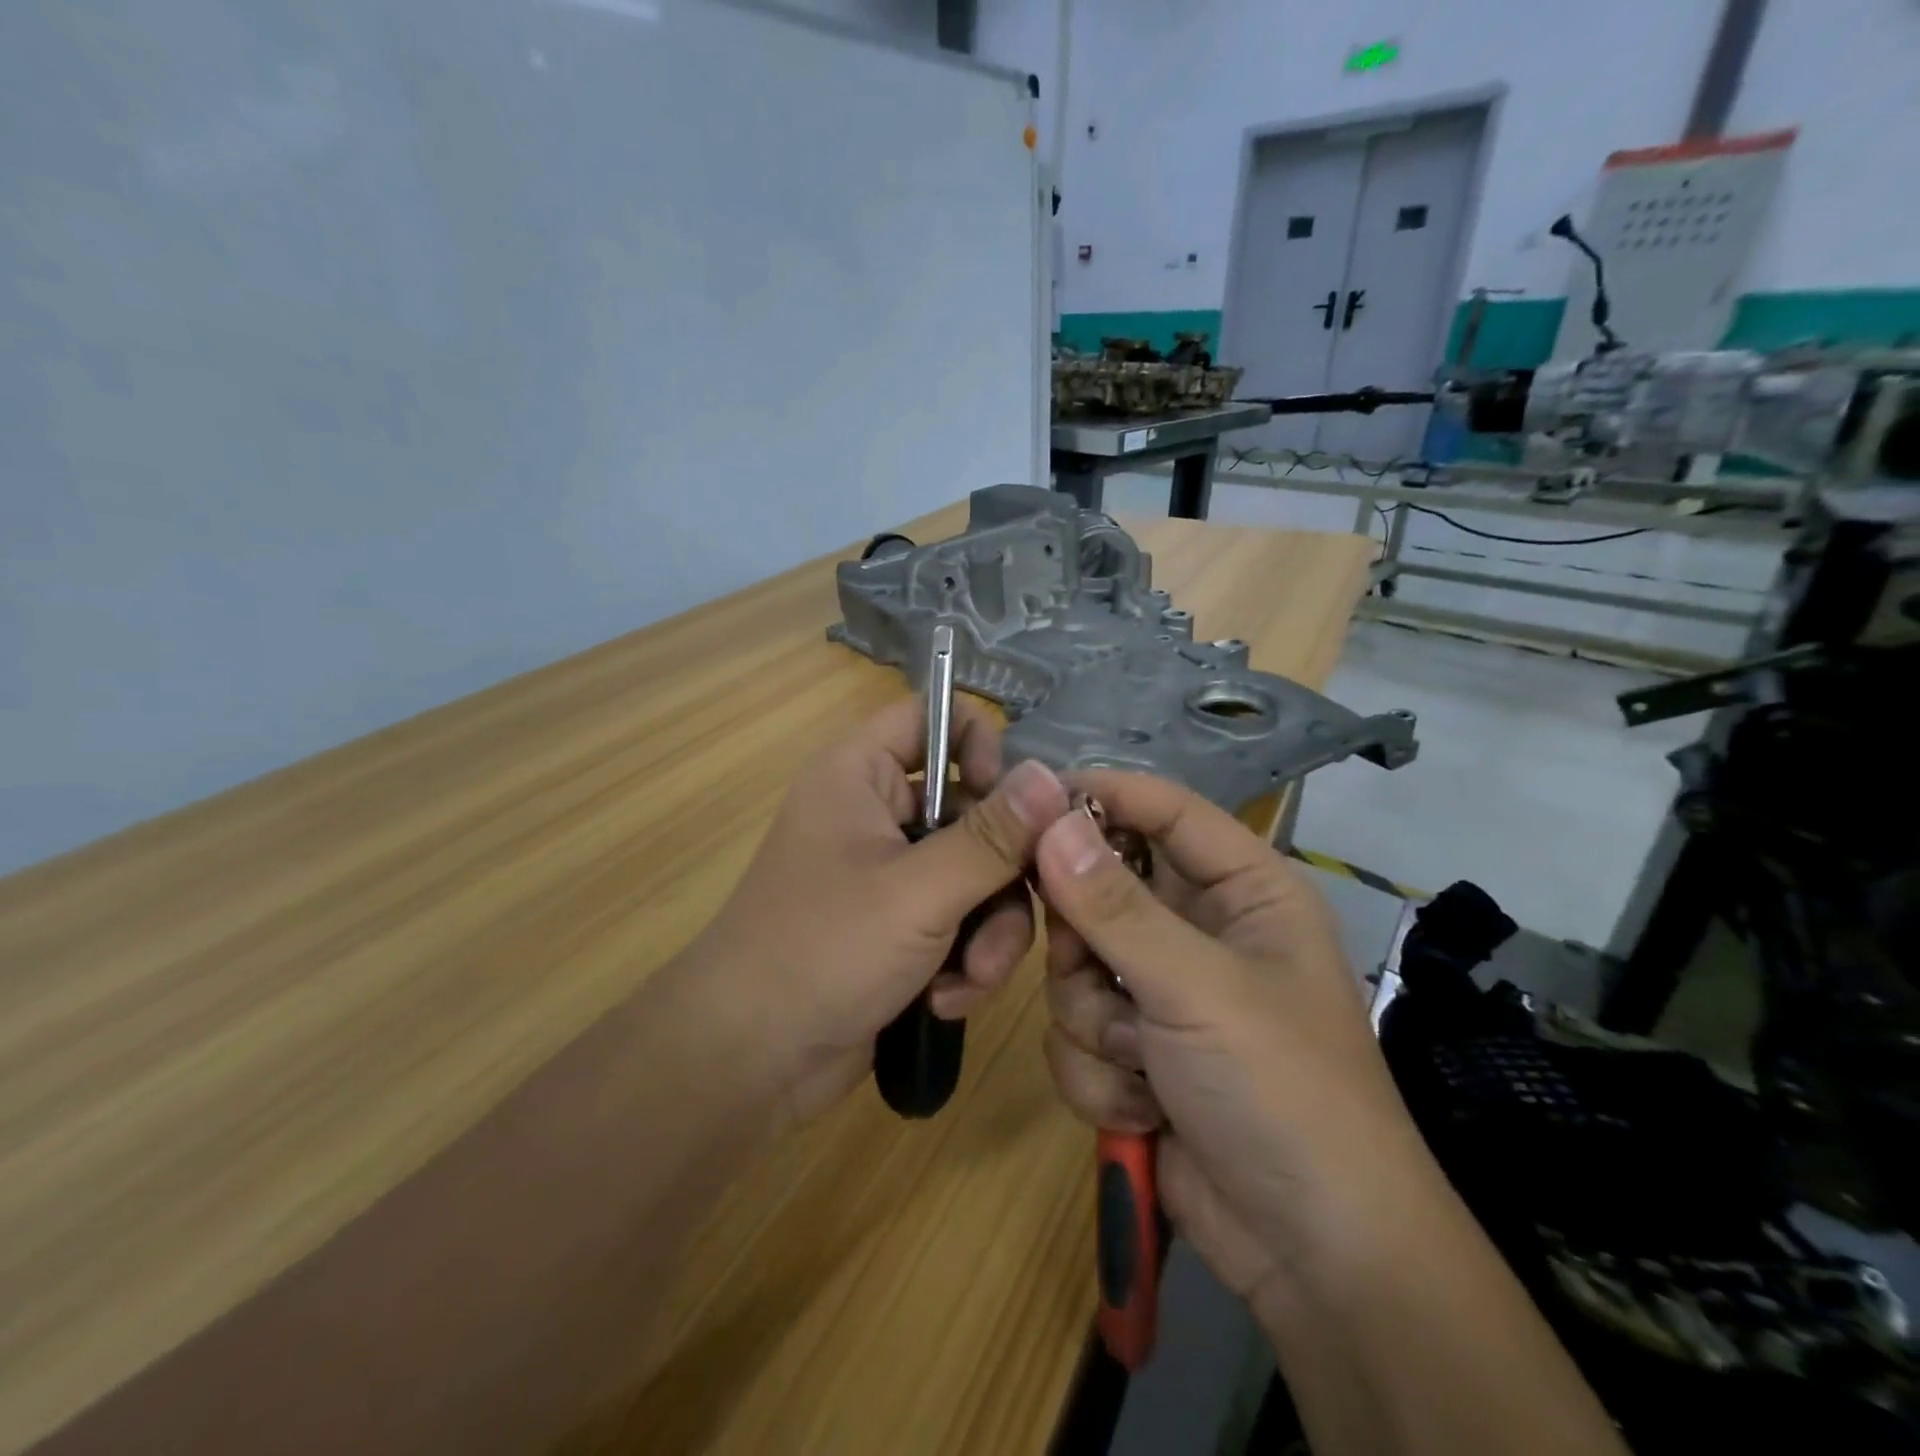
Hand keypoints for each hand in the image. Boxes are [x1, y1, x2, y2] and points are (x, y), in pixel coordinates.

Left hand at [687, 697, 1070, 1126]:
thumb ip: (992, 836)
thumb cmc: (823, 951)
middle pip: (973, 808)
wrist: (748, 1060)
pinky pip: (958, 920)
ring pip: (975, 873)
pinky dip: (963, 958)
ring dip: (987, 930)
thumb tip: (1053, 777)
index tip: (1012, 806)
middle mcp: (877, 813)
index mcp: (861, 774)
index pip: (934, 718)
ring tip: (972, 979)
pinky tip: (946, 999)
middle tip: (1009, 919)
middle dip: (999, 873)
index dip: (981, 748)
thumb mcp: (919, 891)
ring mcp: (889, 873)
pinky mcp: (899, 927)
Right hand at [1034, 772, 1441, 1318]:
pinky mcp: (1134, 1050)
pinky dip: (1099, 1072)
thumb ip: (1115, 906)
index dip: (1103, 796)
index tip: (1031, 800)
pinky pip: (1076, 1029)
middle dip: (1085, 940)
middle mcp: (1199, 930)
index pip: (1166, 810)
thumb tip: (1049, 822)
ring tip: (1139, 1062)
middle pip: (1101, 888)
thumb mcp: (1198, 988)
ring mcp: (1162, 993)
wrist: (1312, 1258)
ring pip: (1076, 967)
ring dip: (1095, 1021)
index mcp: (1244, 891)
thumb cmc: (1281, 1092)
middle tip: (1085, 965)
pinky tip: (1143, 1110)